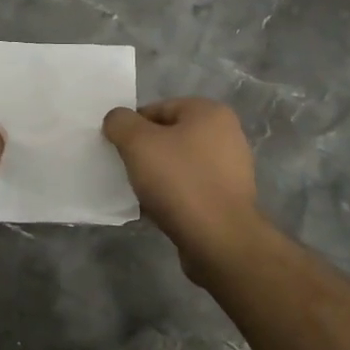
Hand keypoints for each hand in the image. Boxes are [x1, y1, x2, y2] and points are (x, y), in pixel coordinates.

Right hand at [103, 97, 269, 275]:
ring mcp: (231, 170)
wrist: (219, 240)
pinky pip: (191, 190)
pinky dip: (173, 197)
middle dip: (146, 153)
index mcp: (210, 113)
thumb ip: (120, 122)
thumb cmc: (179, 181)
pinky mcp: (229, 200)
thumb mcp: (137, 142)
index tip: (120, 150)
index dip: (133, 127)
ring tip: (141, 194)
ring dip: (158, 177)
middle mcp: (227, 136)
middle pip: (170, 137)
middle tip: (128, 170)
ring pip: (179, 165)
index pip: (159, 109)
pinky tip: (157, 211)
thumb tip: (117, 120)